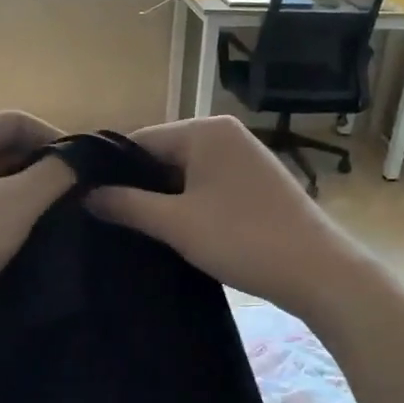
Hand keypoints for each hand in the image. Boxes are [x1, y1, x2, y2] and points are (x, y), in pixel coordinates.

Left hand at [0, 111, 74, 340]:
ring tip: (51, 211)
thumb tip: (79, 157)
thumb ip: (56, 173)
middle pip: (1, 143)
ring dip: (21, 186)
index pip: (17, 119)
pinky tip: (18, 229)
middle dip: (38, 163)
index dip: (54, 136)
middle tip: (70, 190)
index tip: (81, 166)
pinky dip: (0, 205)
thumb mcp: (20, 203)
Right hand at [85, 115, 379, 323]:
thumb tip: (86, 195)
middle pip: (162, 155)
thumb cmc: (243, 239)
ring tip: (132, 228)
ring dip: (161, 199)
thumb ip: (127, 205)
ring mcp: (243, 157)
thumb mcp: (176, 224)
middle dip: (137, 187)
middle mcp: (224, 133)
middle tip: (105, 220)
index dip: (111, 171)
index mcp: (205, 130)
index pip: (139, 141)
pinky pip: (206, 185)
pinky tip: (171, 230)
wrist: (319, 272)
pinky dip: (187, 204)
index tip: (85, 201)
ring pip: (183, 173)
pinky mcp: (254, 182)